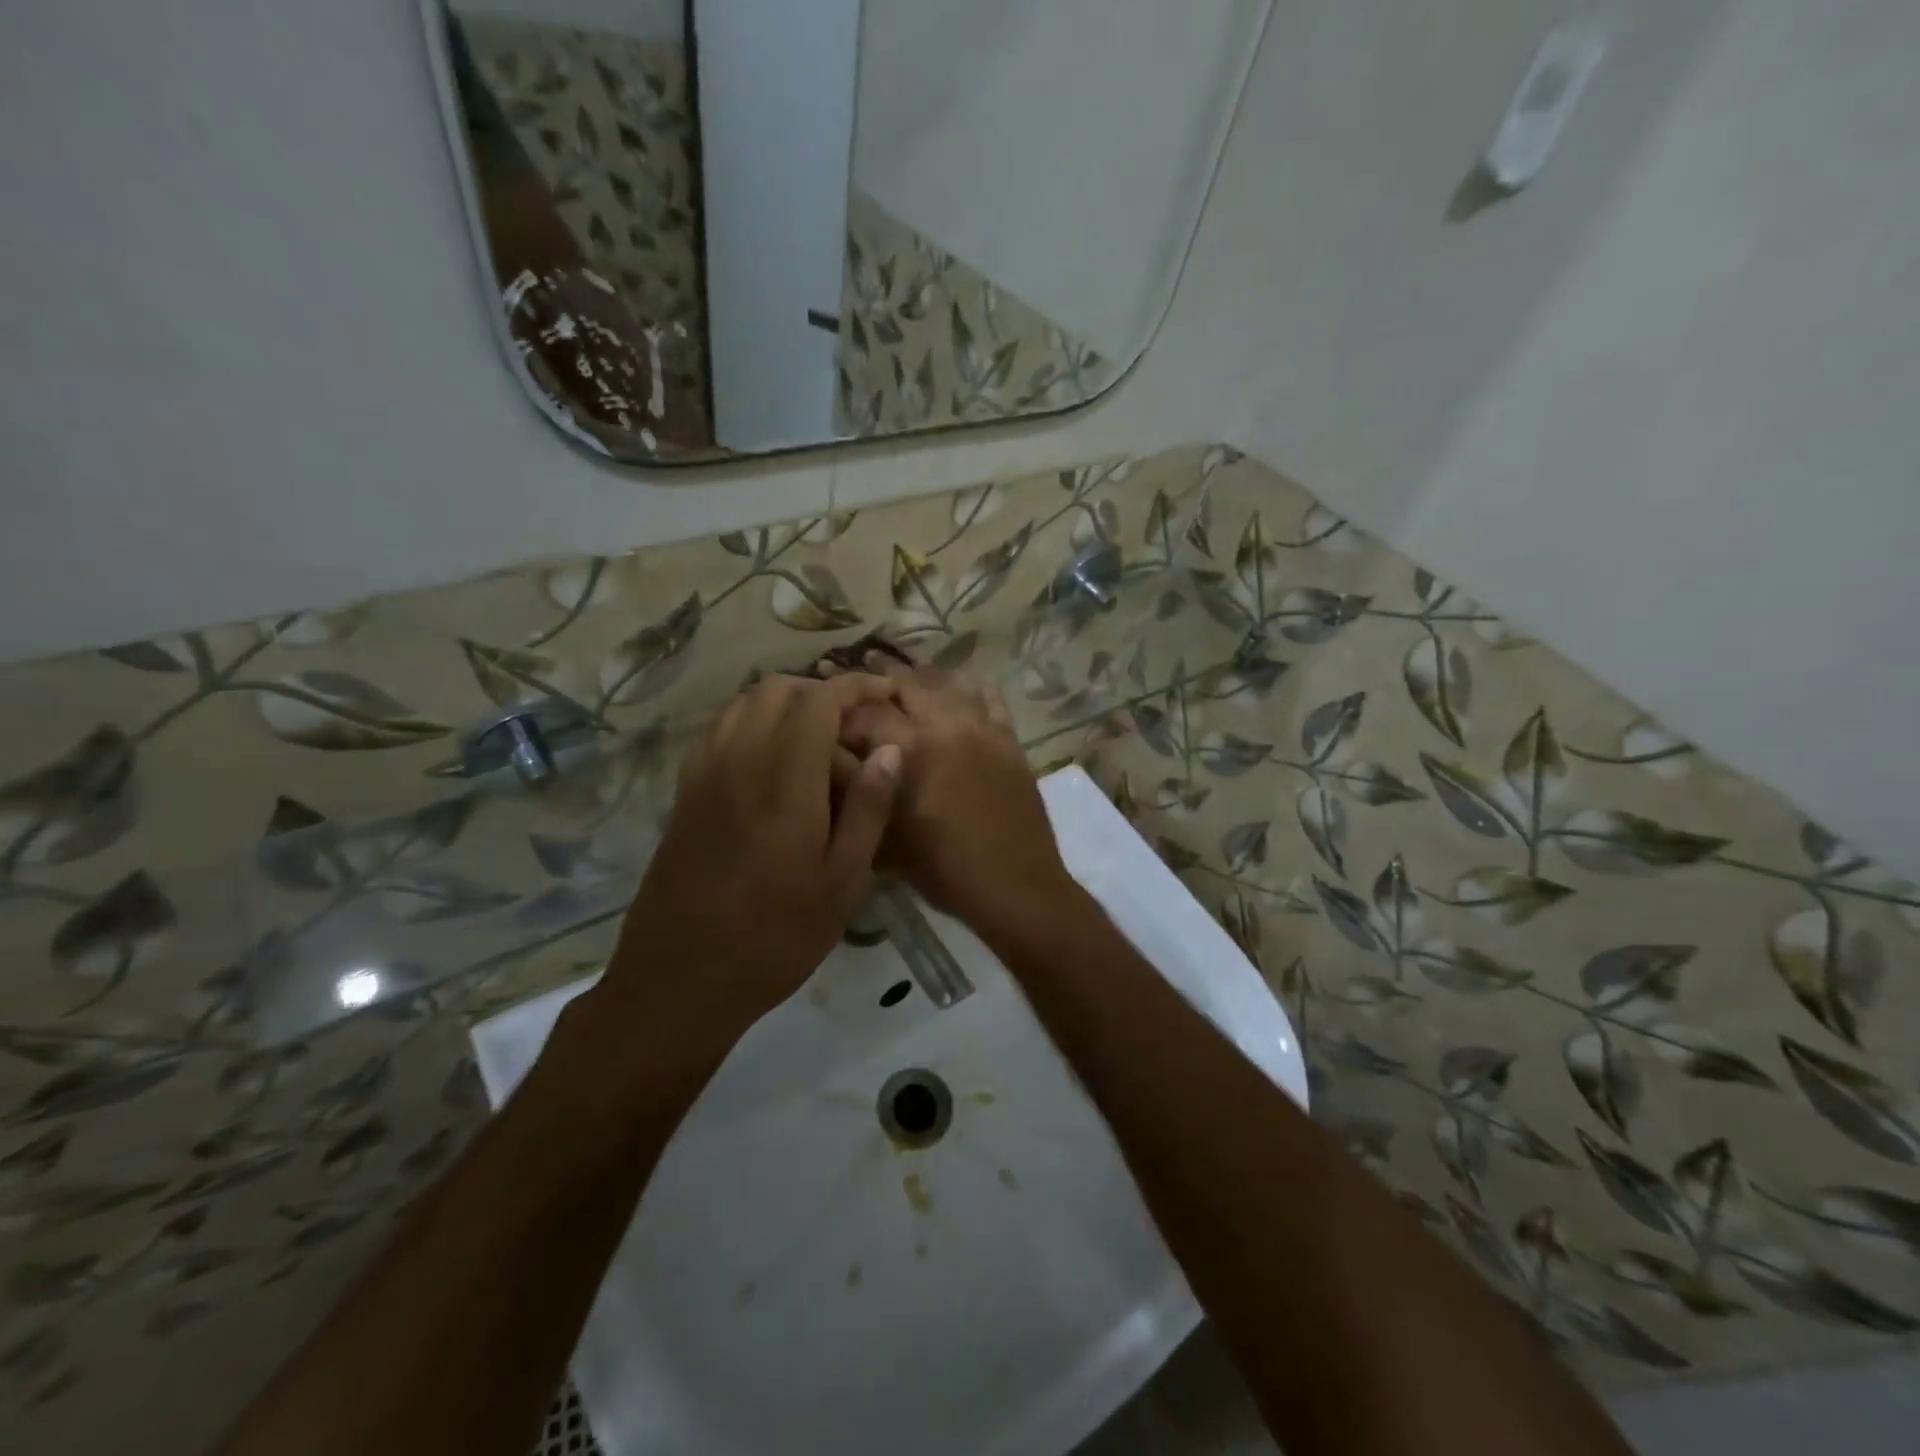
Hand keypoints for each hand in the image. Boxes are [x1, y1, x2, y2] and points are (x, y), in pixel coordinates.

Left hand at [593, 673, 901, 1062]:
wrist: (680, 979)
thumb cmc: (776, 936)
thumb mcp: (842, 881)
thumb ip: (868, 808)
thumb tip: (889, 750)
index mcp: (784, 779)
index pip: (819, 700)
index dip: (855, 686)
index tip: (884, 693)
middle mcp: (739, 760)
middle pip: (776, 690)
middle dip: (820, 691)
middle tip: (853, 725)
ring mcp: (704, 774)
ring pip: (743, 705)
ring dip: (784, 705)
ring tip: (817, 741)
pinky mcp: (685, 793)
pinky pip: (720, 732)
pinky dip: (752, 724)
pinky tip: (772, 764)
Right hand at [832, 653, 1079, 933]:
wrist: (1016, 886)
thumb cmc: (943, 870)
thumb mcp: (886, 837)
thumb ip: (858, 790)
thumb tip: (829, 756)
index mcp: (910, 749)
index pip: (865, 713)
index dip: (839, 705)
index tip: (824, 699)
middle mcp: (946, 725)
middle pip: (907, 684)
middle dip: (879, 672)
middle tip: (859, 661)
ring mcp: (983, 729)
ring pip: (948, 685)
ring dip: (921, 674)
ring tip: (903, 665)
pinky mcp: (1009, 740)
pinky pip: (990, 699)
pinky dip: (971, 688)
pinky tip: (962, 685)